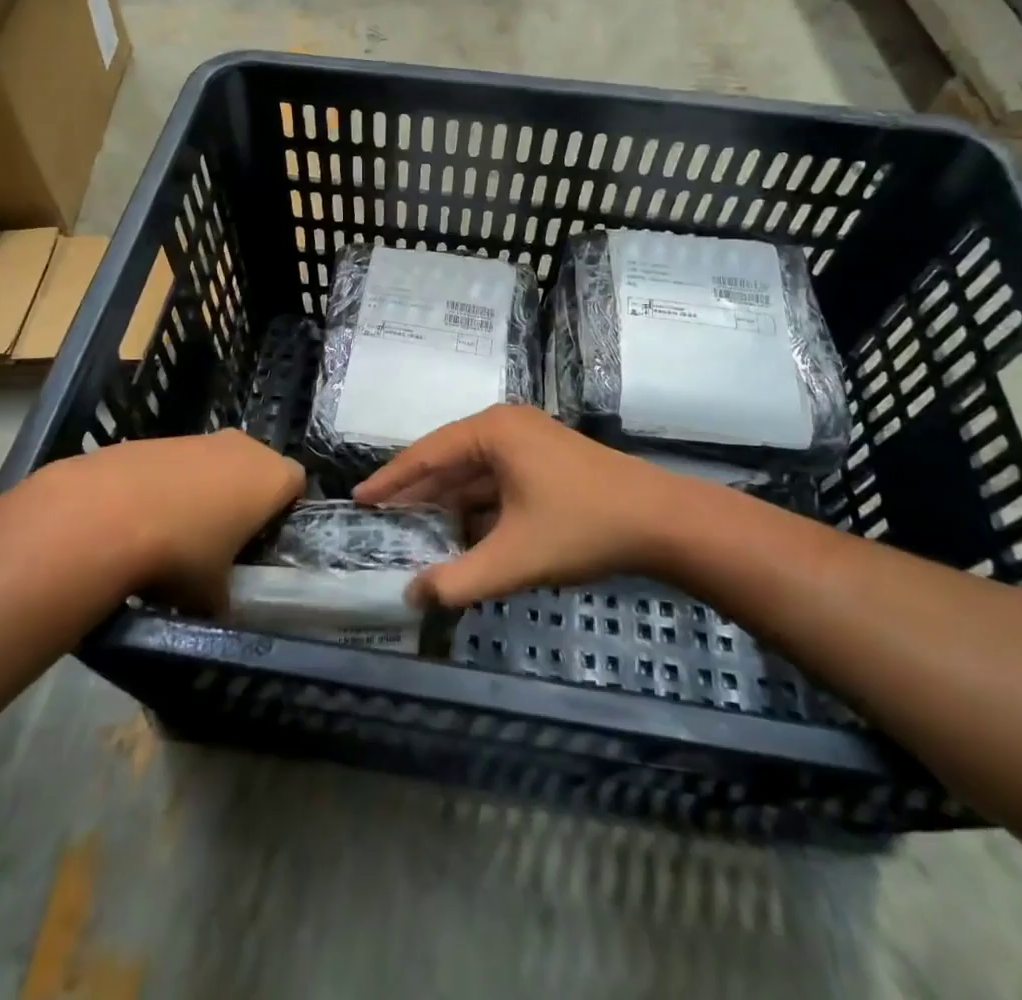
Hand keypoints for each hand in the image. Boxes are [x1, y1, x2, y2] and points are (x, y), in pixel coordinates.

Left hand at [21, 430, 303, 609]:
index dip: (284, 512)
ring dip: (205, 490)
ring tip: (177, 532)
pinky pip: (178, 463)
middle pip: (257, 468)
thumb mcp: (213, 595)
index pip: (297, 485)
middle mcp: (243, 447)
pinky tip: (143, 518)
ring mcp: (199, 437)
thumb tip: (218, 603)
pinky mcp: (158, 438)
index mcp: (272, 477)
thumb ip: (227, 595)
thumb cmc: (181, 554)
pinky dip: (169, 485)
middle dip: (244, 497)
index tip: (264, 540)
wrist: (105, 515)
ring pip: (215, 464)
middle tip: (224, 537)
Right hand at [354, 406, 684, 607]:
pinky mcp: (547, 462)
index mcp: (493, 431)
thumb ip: (458, 580)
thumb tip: (413, 595)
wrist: (662, 522)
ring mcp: (530, 442)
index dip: (391, 480)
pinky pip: (498, 481)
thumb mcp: (514, 558)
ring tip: (415, 531)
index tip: (359, 500)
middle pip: (449, 460)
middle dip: (418, 493)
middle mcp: (507, 426)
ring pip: (474, 473)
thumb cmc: (582, 527)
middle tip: (381, 521)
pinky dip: (478, 507)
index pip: (427, 453)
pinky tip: (463, 535)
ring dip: (449, 503)